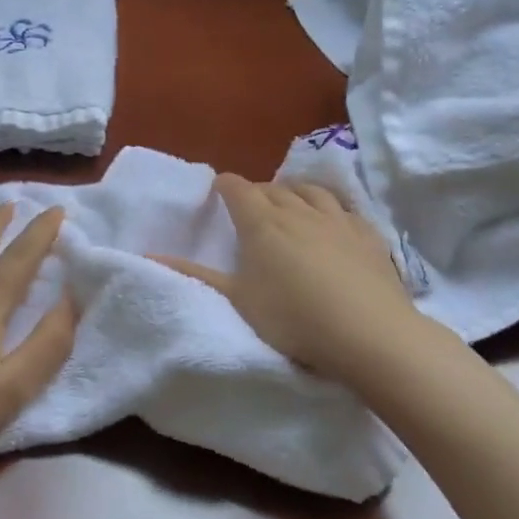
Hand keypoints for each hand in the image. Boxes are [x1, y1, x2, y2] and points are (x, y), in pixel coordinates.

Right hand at [154, 174, 416, 383]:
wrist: (367, 332)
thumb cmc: (292, 318)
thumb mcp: (238, 299)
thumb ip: (195, 275)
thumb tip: (150, 256)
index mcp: (261, 223)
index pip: (238, 189)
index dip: (225, 186)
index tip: (219, 190)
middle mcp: (298, 210)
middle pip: (273, 188)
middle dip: (258, 192)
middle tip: (251, 207)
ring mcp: (337, 218)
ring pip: (311, 191)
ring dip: (295, 191)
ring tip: (290, 202)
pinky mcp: (368, 233)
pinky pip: (345, 207)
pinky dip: (331, 206)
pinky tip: (333, 219)